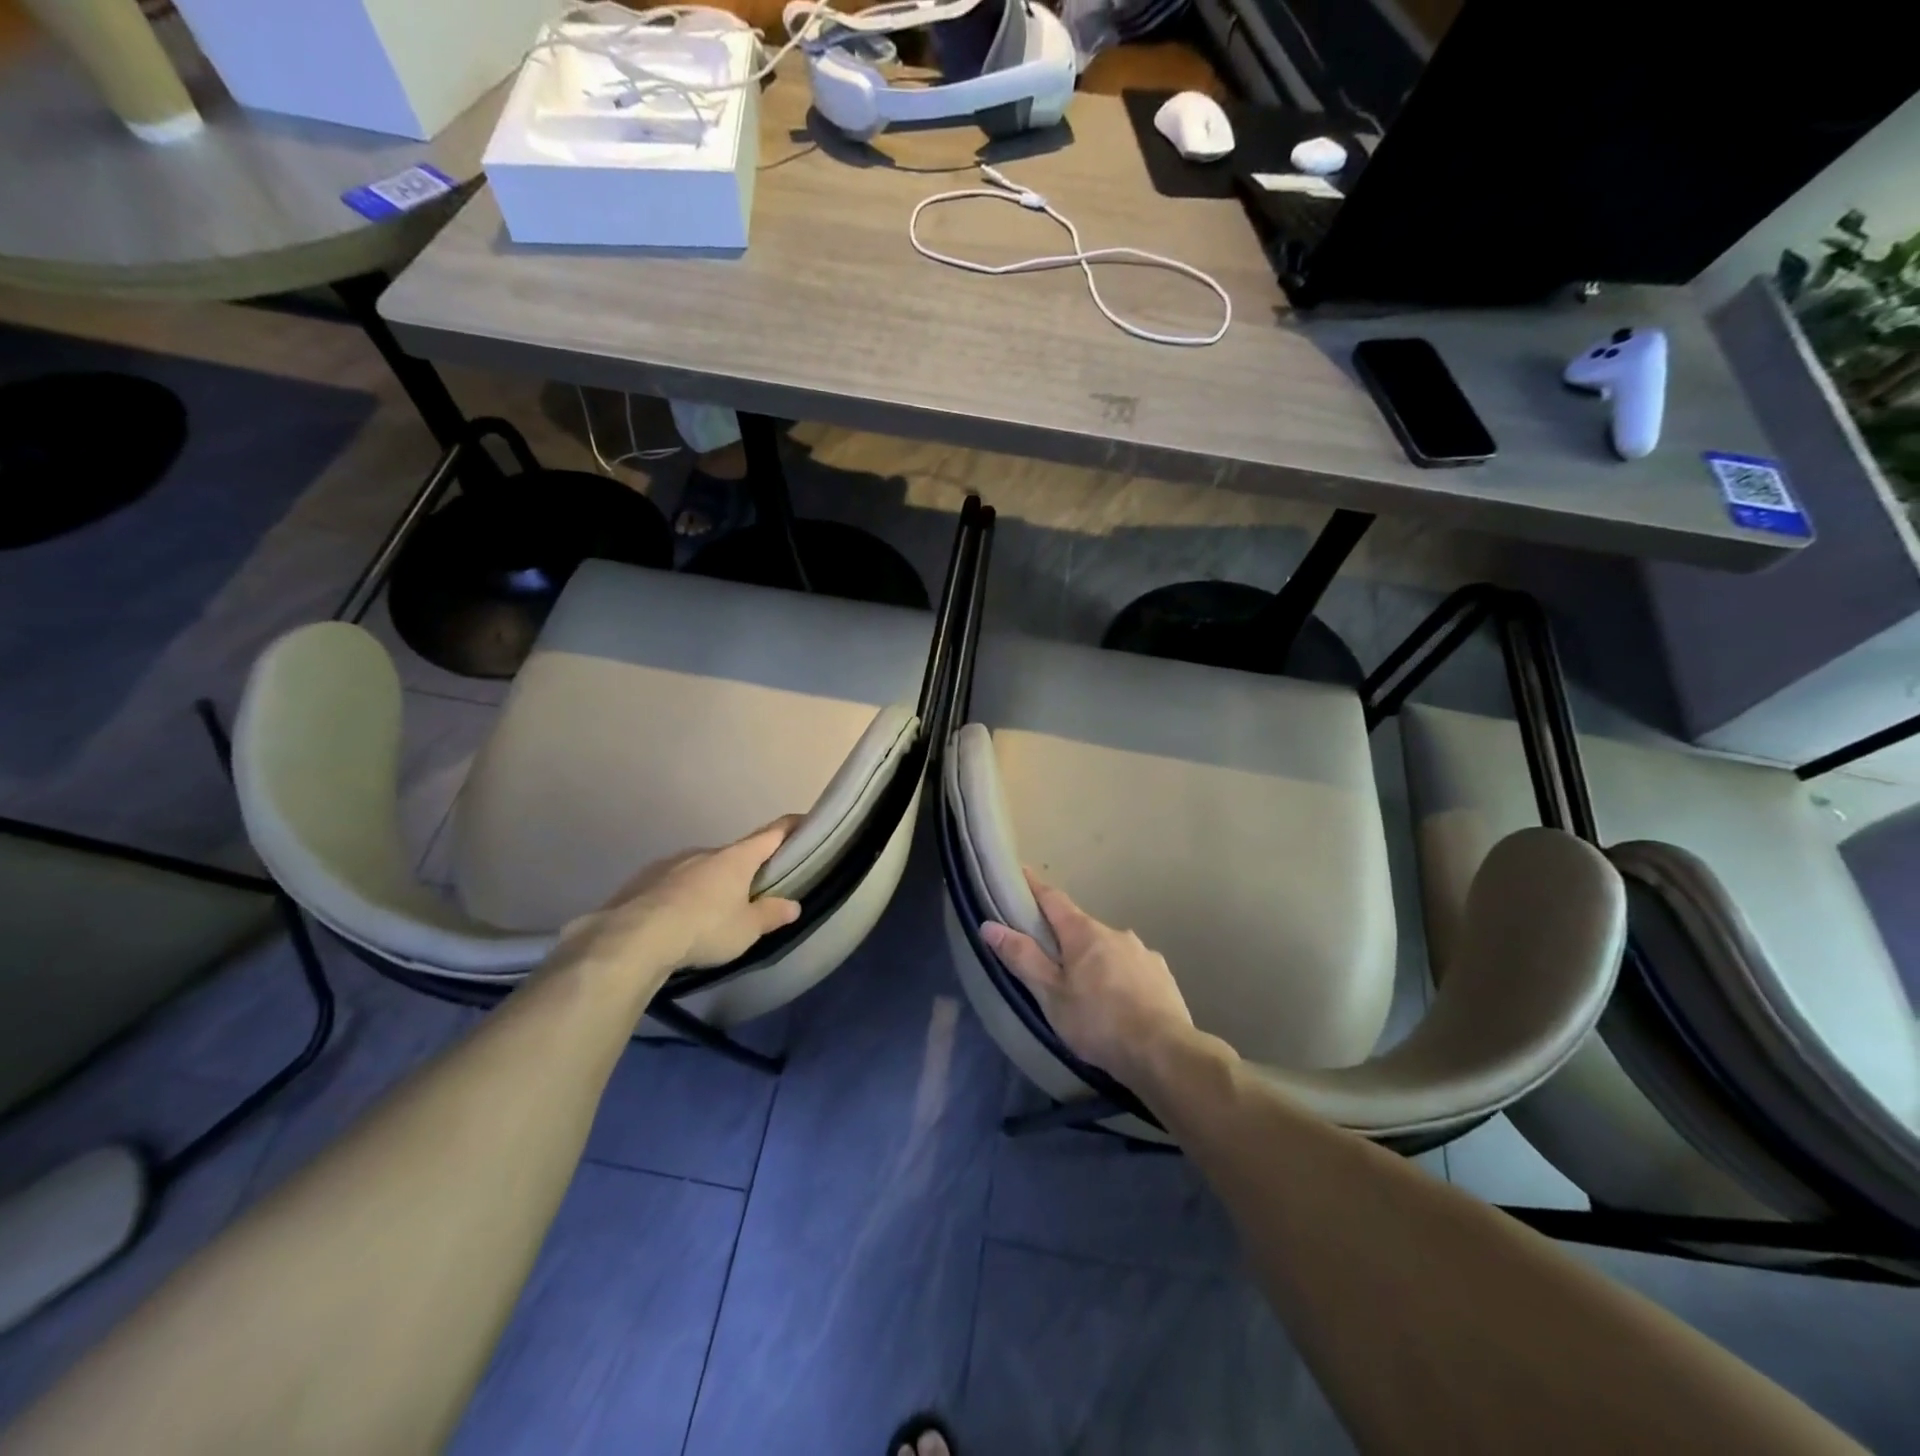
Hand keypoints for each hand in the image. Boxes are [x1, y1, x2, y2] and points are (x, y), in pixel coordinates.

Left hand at [558, 817, 803, 980]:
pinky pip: (673, 884)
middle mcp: (705, 852)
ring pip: (702, 869)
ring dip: (712, 884)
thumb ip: (771, 915)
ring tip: (712, 913)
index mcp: (737, 858)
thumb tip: (793, 905)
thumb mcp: (747, 929)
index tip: (803, 821)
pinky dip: (682, 896)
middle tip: (754, 892)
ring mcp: (671, 863)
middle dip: (746, 868)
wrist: (633, 938)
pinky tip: (677, 919)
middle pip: (735, 854)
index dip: (791, 827)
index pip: (772, 833)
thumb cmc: (704, 928)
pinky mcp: (643, 880)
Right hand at [980, 870, 1193, 1082]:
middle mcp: (1116, 933)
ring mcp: (1143, 953)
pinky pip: (1132, 968)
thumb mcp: (1050, 995)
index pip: (1053, 899)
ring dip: (1094, 960)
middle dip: (1064, 937)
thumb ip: (1022, 958)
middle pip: (1081, 926)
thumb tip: (989, 925)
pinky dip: (1119, 977)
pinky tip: (1119, 1002)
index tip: (1020, 873)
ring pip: (1109, 949)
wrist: (1164, 1054)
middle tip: (1048, 959)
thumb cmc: (1098, 1022)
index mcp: (1084, 932)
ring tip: (1085, 990)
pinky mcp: (1162, 976)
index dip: (1034, 887)